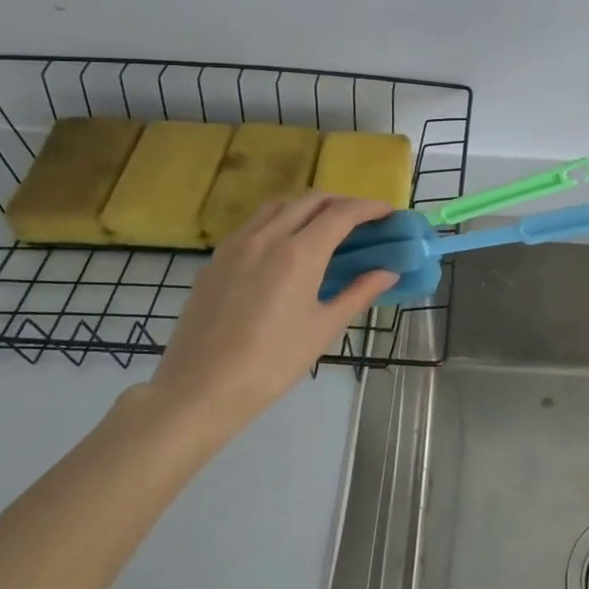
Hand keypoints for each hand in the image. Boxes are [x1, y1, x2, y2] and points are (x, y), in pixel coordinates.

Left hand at [150, 194, 398, 428]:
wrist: (200, 388)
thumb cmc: (271, 363)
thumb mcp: (322, 329)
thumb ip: (358, 293)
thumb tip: (388, 273)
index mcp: (299, 253)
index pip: (341, 214)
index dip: (368, 208)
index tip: (387, 212)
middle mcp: (267, 236)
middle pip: (310, 200)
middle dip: (341, 202)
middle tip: (360, 220)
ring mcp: (237, 244)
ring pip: (279, 205)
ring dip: (307, 207)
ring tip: (323, 227)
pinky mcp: (216, 258)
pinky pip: (254, 224)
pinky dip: (279, 221)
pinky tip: (284, 247)